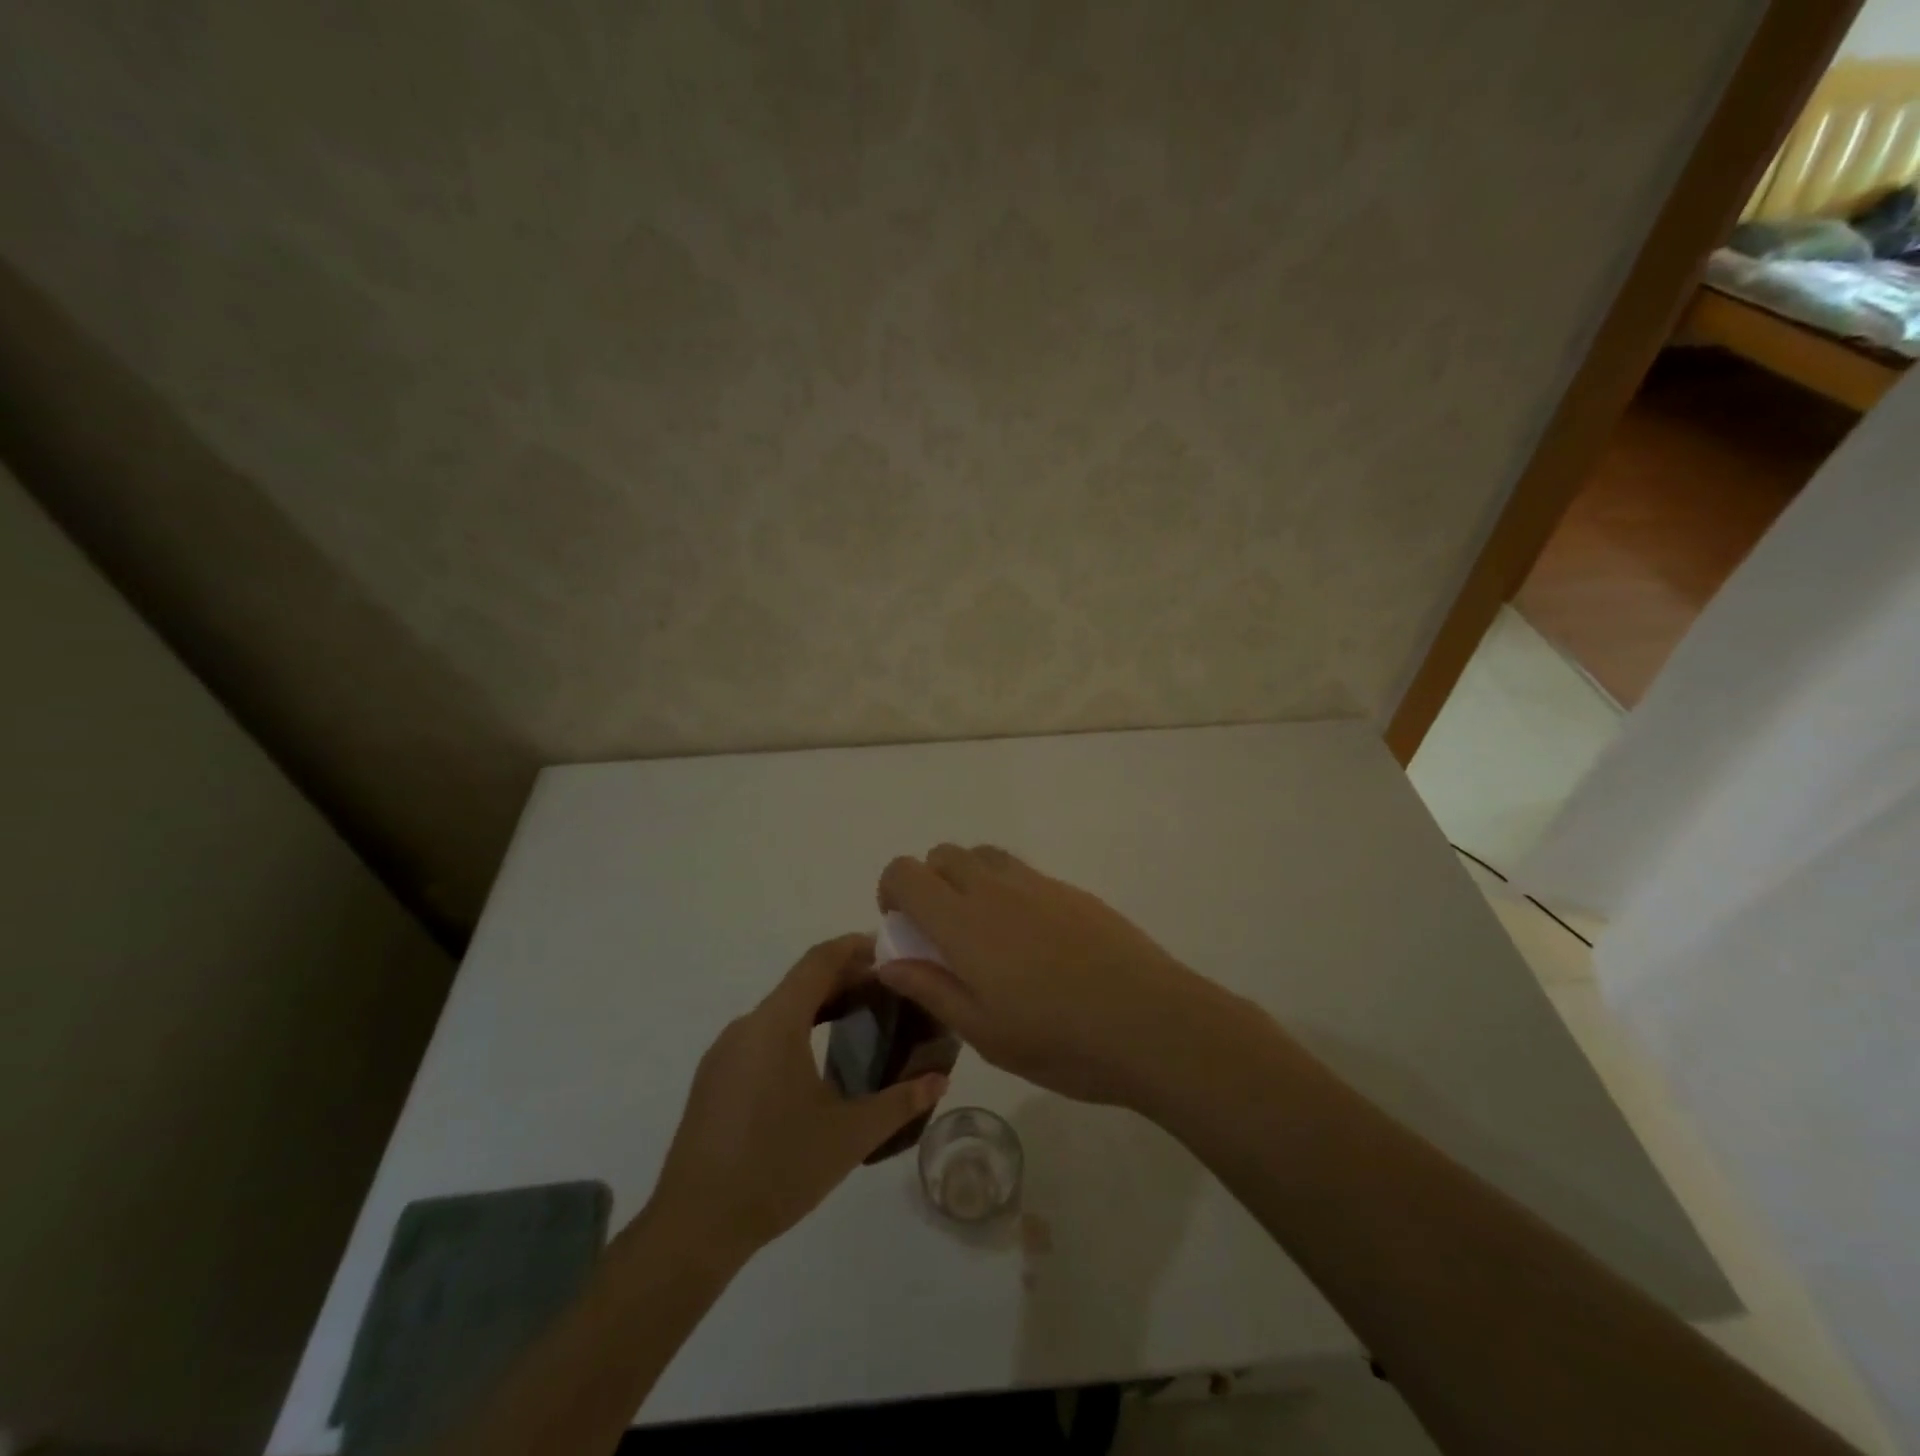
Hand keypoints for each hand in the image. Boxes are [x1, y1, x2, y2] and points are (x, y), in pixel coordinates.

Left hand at [651, 934, 947, 1259]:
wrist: (694, 1226)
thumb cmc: (777, 1168)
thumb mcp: (849, 1136)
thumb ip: (899, 1102)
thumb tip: (938, 1080)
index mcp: (777, 1023)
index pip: (819, 961)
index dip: (855, 947)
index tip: (890, 952)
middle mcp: (747, 1025)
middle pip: (801, 982)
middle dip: (845, 978)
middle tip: (889, 990)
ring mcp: (725, 1052)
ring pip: (780, 1009)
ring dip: (820, 1005)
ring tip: (861, 1020)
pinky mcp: (715, 1077)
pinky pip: (762, 1034)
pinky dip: (796, 1029)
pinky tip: (816, 1062)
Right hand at [876, 846, 1238, 1107]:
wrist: (1150, 1022)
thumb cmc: (1059, 1039)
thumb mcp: (983, 1032)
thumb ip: (931, 988)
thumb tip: (888, 962)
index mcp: (963, 922)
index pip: (906, 872)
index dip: (890, 890)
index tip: (901, 928)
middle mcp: (994, 888)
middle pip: (943, 854)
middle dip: (927, 882)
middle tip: (941, 934)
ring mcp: (1037, 884)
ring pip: (983, 855)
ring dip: (967, 879)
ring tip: (984, 932)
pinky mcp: (1071, 890)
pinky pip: (1022, 872)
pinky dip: (1006, 889)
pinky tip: (1032, 941)